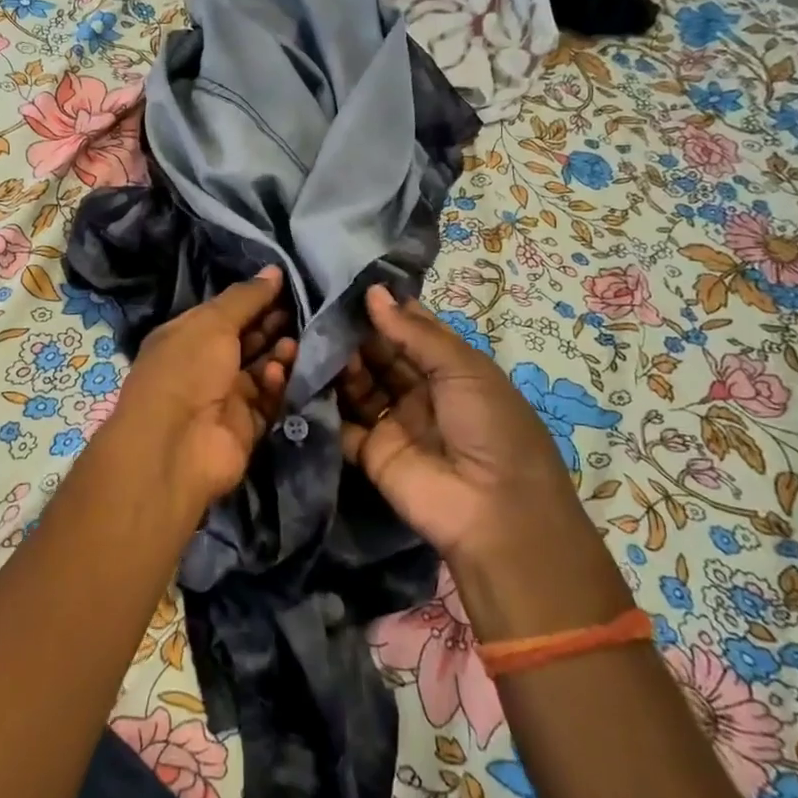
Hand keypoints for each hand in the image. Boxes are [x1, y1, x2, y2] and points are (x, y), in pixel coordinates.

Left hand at [108, 267, 296, 508]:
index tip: (288, 286)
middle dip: (271, 326)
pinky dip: (274, 386)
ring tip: (294, 344)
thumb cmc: (187, 370)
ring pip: (260, 370)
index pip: (225, 312)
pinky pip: (266, 401)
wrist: (175, 445)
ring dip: (278, 356)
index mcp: (186, 336)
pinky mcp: (244, 427)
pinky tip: (278, 374)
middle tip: (303, 312)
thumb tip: (274, 271)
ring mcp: (224, 398)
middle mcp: (204, 365)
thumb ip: (246, 298)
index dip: (254, 300)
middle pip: (245, 340)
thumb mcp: (212, 322)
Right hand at [337, 285, 630, 637]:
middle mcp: (421, 393)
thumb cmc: (490, 427)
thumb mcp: (463, 368)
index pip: (412, 331)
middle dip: (355, 335)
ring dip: (340, 365)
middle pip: (381, 356)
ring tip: (313, 341)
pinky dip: (323, 404)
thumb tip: (372, 292)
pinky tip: (302, 378)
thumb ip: (413, 331)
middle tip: (320, 309)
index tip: (347, 284)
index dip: (385, 309)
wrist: (495, 513)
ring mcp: (395, 423)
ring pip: (359, 386)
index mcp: (452, 370)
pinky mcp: (371, 454)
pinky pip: (342, 424)